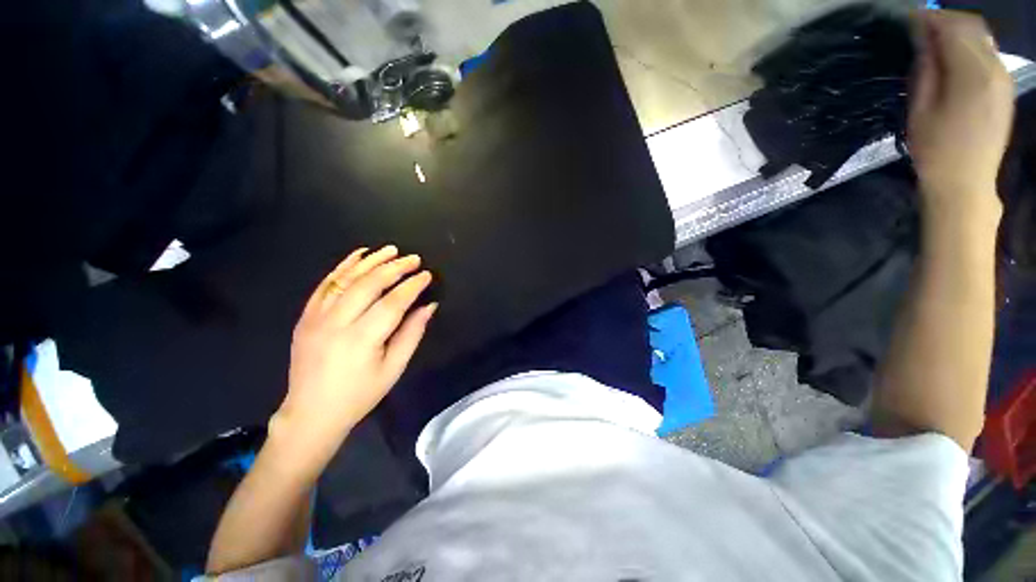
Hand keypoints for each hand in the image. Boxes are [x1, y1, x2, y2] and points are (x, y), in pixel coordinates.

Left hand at [271, 246, 436, 461]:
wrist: (312, 413)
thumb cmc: (360, 395)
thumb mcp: (393, 369)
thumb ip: (412, 334)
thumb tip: (429, 306)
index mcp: (361, 340)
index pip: (392, 303)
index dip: (411, 286)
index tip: (426, 274)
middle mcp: (336, 323)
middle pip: (368, 285)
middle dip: (394, 268)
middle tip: (413, 258)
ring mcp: (316, 318)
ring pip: (345, 279)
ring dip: (370, 261)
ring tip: (390, 250)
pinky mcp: (305, 317)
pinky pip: (325, 285)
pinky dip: (343, 267)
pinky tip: (359, 255)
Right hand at [908, 11, 1012, 217]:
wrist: (966, 183)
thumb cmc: (935, 150)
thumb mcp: (920, 110)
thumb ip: (926, 70)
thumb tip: (924, 39)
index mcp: (972, 74)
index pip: (953, 28)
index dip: (930, 18)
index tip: (910, 18)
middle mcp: (994, 69)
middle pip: (972, 27)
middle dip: (946, 21)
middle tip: (921, 27)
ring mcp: (1003, 79)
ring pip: (982, 39)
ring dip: (959, 33)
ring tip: (935, 42)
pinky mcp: (1004, 89)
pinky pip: (988, 54)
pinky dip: (970, 47)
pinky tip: (954, 58)